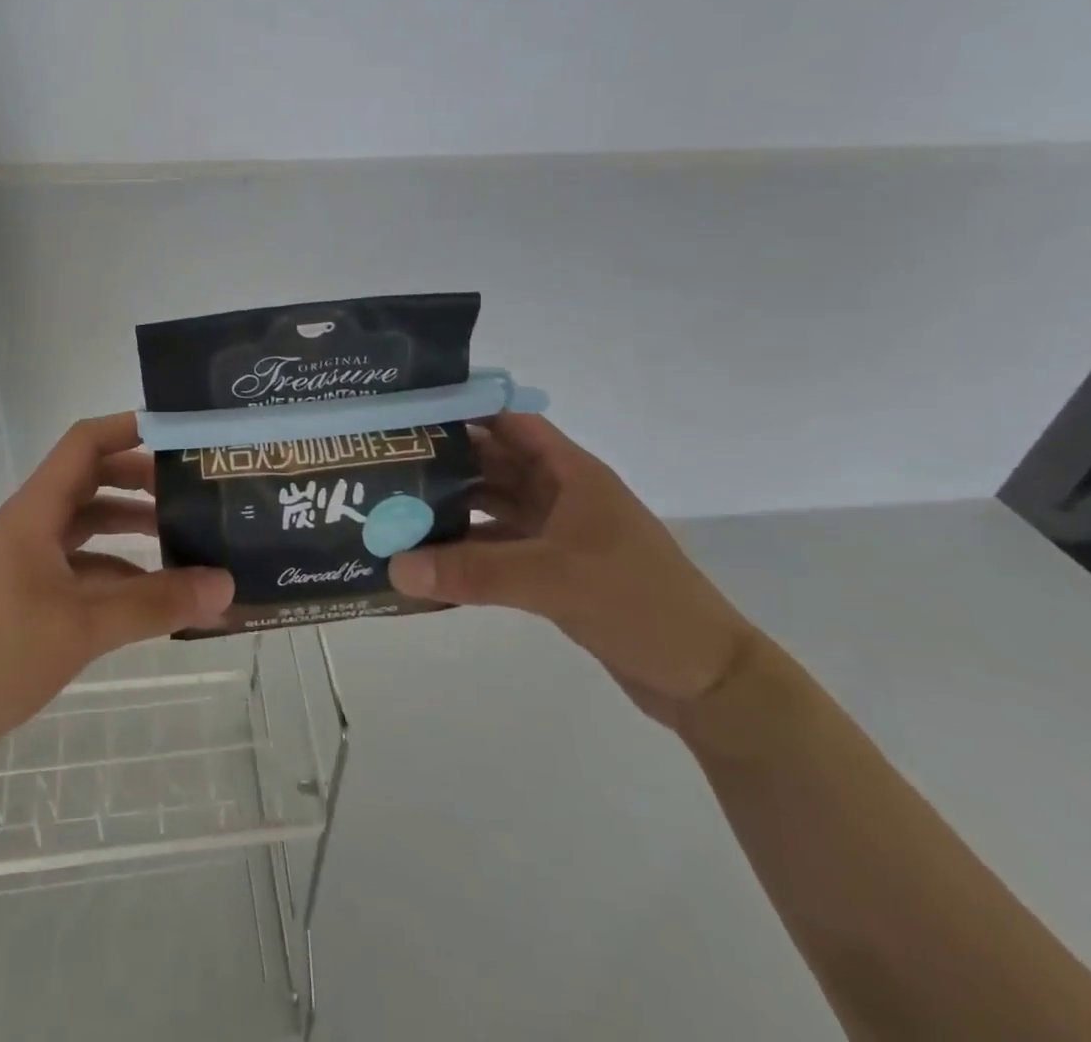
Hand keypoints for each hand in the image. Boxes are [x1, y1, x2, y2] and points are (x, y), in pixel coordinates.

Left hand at [0, 413, 232, 772]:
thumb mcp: (84, 627)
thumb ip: (156, 604)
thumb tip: (226, 586)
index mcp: (35, 511)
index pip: (85, 443)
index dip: (130, 428)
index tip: (181, 435)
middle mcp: (31, 525)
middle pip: (92, 479)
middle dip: (141, 479)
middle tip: (193, 490)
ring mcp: (27, 560)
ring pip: (88, 525)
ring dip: (132, 526)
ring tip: (185, 538)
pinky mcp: (28, 594)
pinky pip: (82, 566)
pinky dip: (118, 570)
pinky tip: (153, 594)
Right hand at [389, 413, 758, 727]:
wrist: (704, 678)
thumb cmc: (639, 603)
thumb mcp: (553, 579)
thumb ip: (472, 572)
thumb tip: (395, 567)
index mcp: (570, 473)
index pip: (509, 422)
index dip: (464, 411)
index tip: (409, 413)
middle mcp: (560, 494)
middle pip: (494, 462)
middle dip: (445, 461)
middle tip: (386, 463)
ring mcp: (557, 533)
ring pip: (493, 506)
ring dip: (452, 507)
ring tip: (395, 508)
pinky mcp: (553, 570)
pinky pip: (498, 547)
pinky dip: (466, 550)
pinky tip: (428, 560)